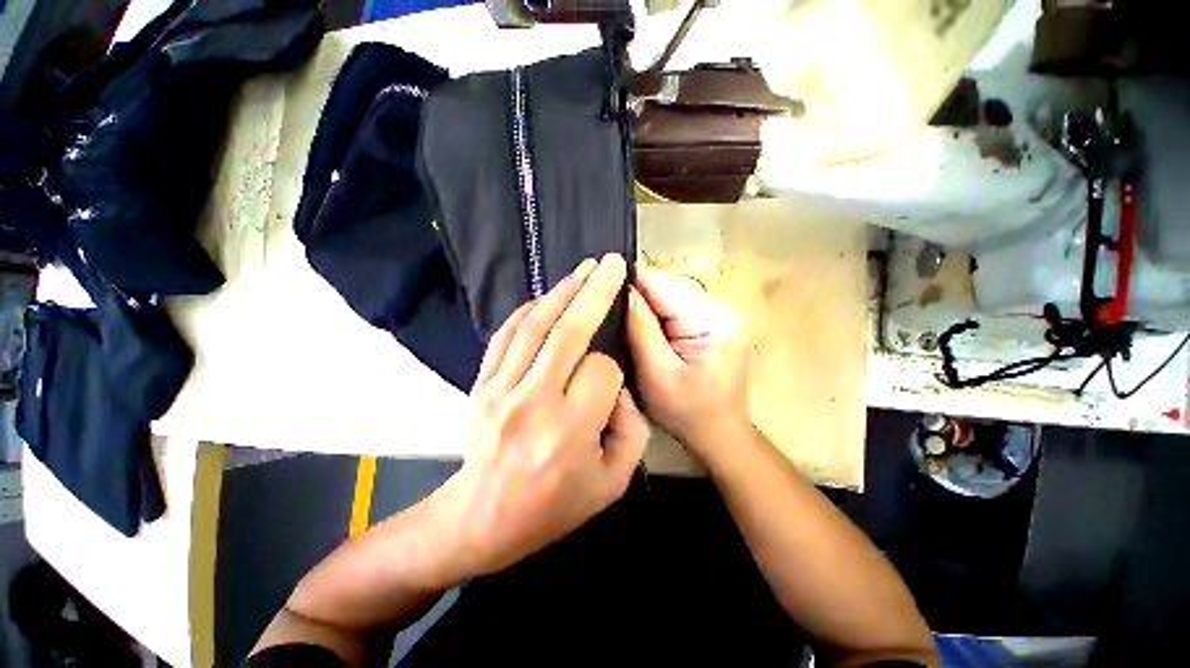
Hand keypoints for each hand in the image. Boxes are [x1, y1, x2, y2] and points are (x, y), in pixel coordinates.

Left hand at [437, 254, 647, 577]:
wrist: (481, 519)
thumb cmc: (552, 507)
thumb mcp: (611, 484)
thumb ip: (632, 432)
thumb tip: (621, 388)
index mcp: (569, 430)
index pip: (602, 371)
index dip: (613, 369)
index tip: (610, 381)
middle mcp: (534, 401)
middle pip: (570, 331)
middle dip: (595, 291)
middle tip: (611, 263)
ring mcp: (501, 388)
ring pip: (536, 324)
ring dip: (564, 290)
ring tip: (585, 268)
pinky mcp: (482, 383)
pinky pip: (507, 334)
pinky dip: (528, 309)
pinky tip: (546, 297)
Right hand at [626, 268, 750, 458]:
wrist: (720, 433)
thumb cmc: (687, 412)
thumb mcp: (656, 374)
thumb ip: (639, 328)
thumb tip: (621, 289)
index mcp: (711, 319)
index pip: (659, 283)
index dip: (629, 288)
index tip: (604, 303)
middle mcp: (721, 307)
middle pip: (665, 286)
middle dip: (639, 302)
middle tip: (617, 324)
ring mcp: (720, 313)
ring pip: (669, 295)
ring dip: (648, 310)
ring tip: (632, 332)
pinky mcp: (714, 322)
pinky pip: (677, 307)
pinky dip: (660, 317)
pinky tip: (651, 336)